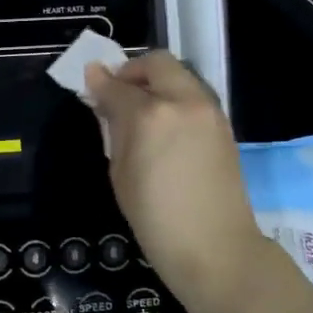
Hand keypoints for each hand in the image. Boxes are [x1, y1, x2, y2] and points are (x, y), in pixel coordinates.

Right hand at [85, 51, 268, 312]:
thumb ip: (113, 126)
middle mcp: (182, 101)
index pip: (117, 86)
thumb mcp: (121, 171)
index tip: (89, 82)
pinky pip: (193, 95)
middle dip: (133, 71)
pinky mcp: (223, 124)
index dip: (99, 82)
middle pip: (156, 63)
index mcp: (150, 115)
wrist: (216, 248)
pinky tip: (164, 127)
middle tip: (118, 93)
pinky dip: (175, 98)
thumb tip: (102, 96)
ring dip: (157, 82)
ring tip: (141, 112)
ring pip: (179, 75)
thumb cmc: (155, 218)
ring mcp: (208, 110)